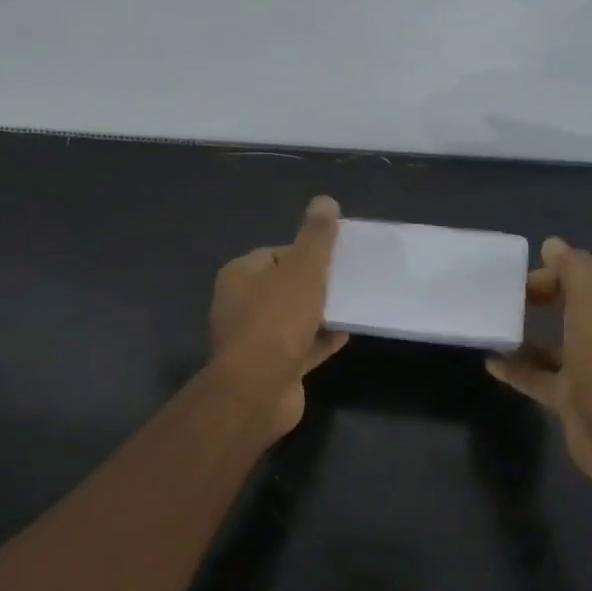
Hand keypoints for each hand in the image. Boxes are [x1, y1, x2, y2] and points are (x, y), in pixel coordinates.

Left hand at [209, 195, 349, 435]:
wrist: (259, 389)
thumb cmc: (277, 320)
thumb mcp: (303, 269)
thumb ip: (316, 237)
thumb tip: (325, 201)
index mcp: (240, 276)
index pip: (274, 253)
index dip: (304, 253)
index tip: (333, 257)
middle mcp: (240, 305)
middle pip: (284, 286)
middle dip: (314, 283)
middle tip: (347, 280)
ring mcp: (254, 340)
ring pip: (293, 318)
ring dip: (319, 313)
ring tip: (352, 304)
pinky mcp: (271, 368)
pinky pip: (300, 347)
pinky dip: (321, 340)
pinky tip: (347, 333)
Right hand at [486, 237, 591, 496]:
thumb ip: (572, 268)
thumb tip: (552, 245)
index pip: (586, 273)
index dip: (554, 270)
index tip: (520, 278)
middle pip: (570, 304)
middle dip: (539, 296)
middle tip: (504, 297)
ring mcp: (591, 366)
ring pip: (554, 342)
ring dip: (526, 333)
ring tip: (492, 324)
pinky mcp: (571, 396)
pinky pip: (538, 374)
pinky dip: (516, 367)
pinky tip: (490, 361)